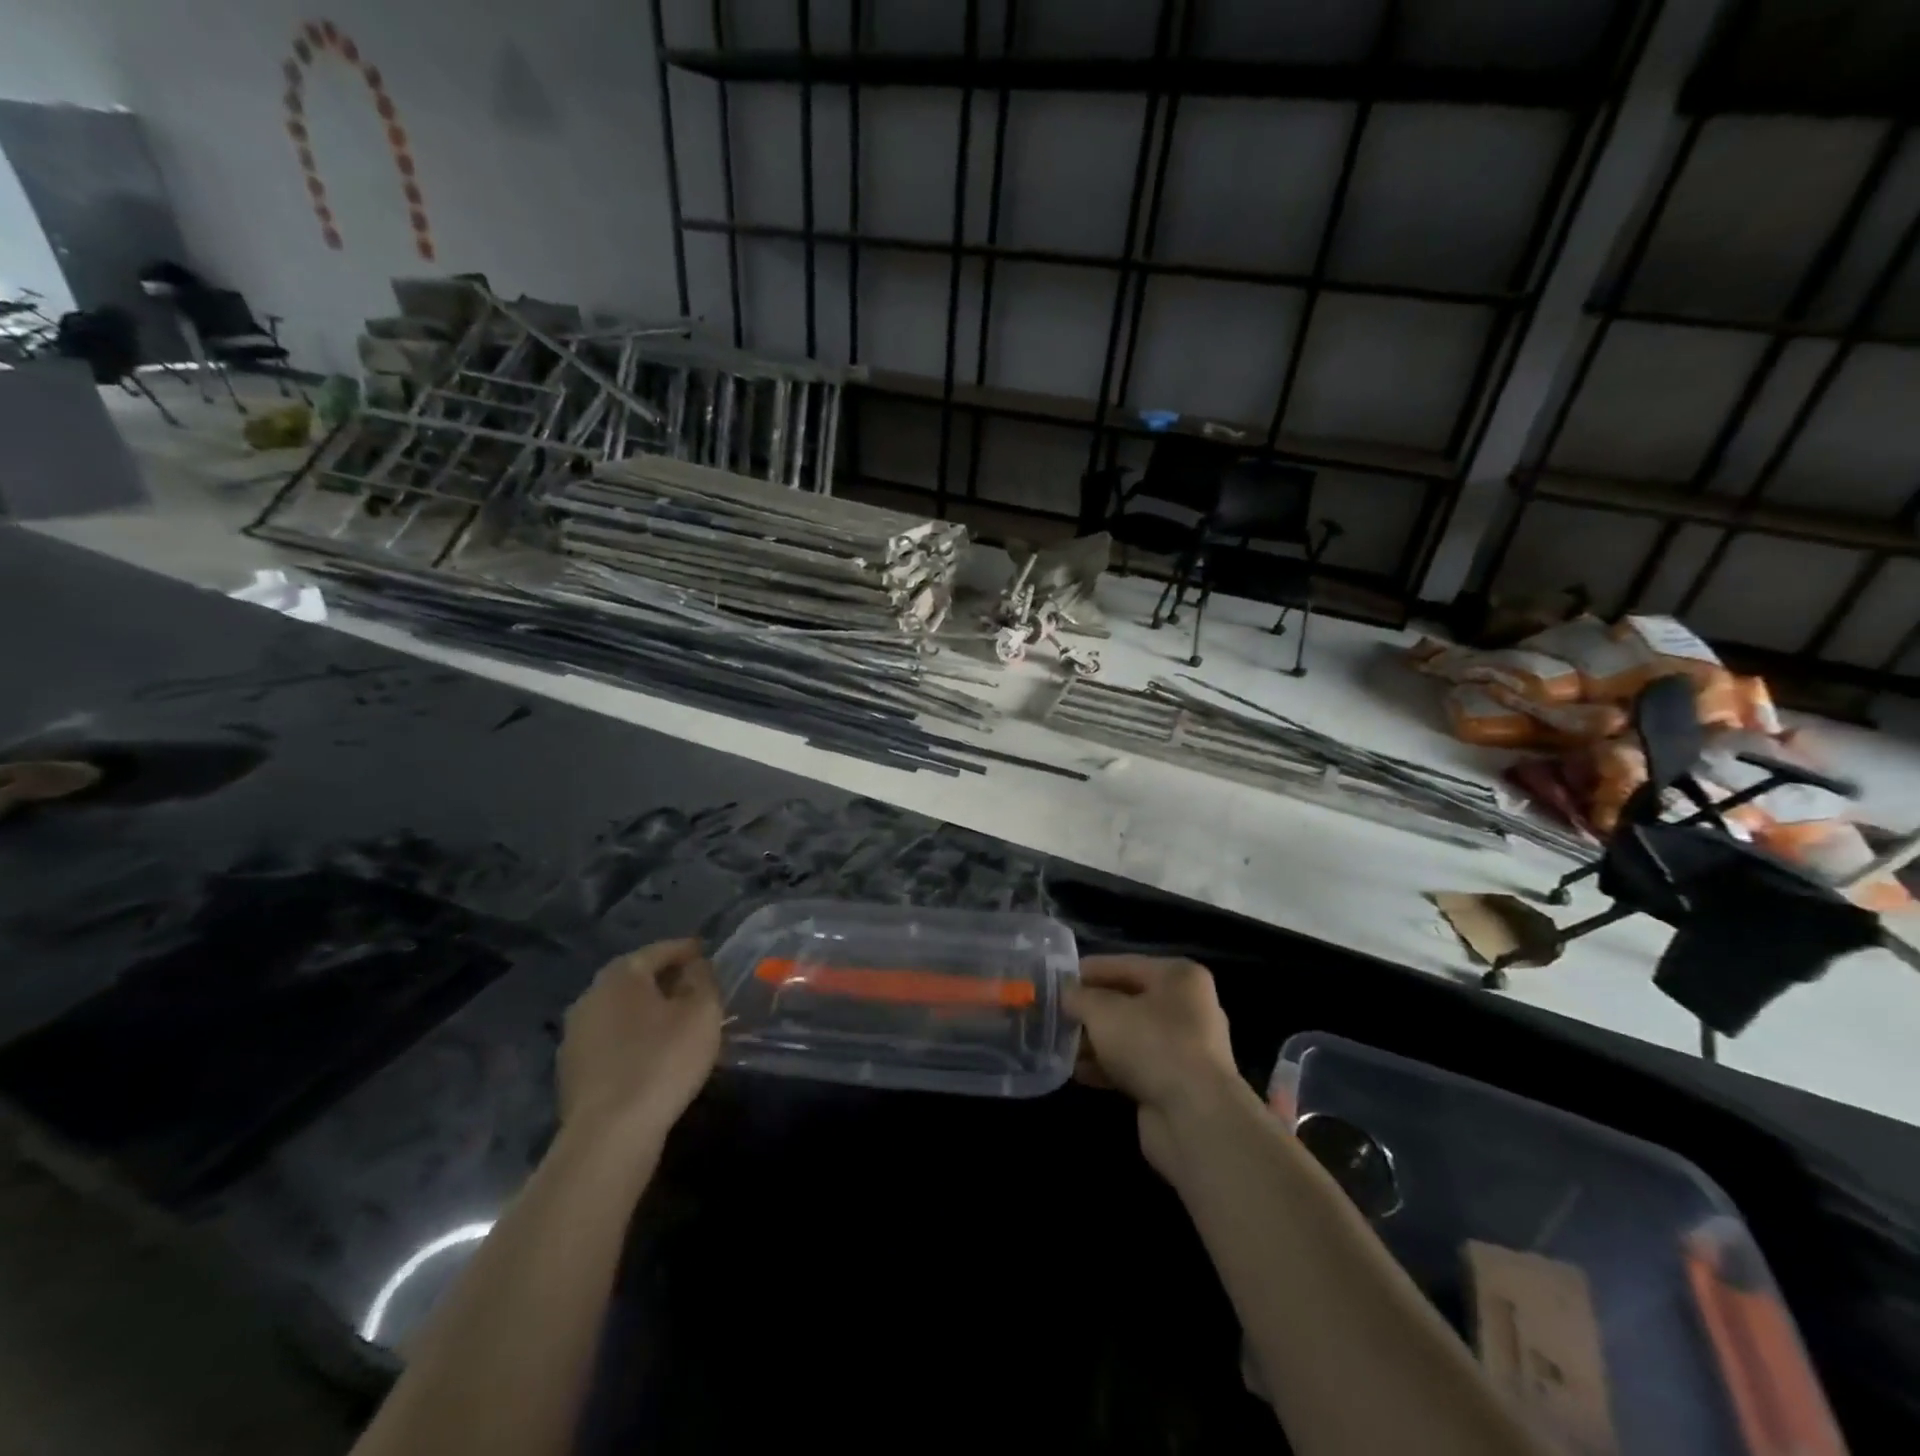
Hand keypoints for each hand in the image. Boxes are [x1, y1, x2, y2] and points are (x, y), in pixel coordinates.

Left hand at [559, 938, 721, 1145]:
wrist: (609, 1135)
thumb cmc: (663, 1061)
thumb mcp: (702, 1013)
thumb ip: (703, 980)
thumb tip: (695, 967)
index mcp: (621, 975)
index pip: (659, 950)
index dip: (686, 950)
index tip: (707, 953)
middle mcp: (591, 996)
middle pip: (635, 978)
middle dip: (665, 979)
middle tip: (695, 987)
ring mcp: (575, 1035)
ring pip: (621, 1011)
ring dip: (647, 1011)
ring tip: (677, 1022)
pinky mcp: (572, 1070)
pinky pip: (611, 1040)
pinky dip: (633, 1038)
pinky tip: (652, 1054)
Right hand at [1065, 955, 1249, 1176]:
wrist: (1195, 1119)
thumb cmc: (1151, 1045)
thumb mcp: (1103, 1011)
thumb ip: (1079, 997)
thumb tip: (1065, 994)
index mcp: (1178, 977)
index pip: (1122, 964)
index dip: (1086, 972)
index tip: (1053, 981)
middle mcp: (1186, 1007)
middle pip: (1126, 1000)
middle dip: (1089, 1010)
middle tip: (1054, 1015)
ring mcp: (1184, 1048)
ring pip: (1128, 1035)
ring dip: (1095, 1041)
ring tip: (1059, 1045)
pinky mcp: (1176, 1083)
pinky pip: (1134, 1065)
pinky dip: (1107, 1066)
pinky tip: (1078, 1073)